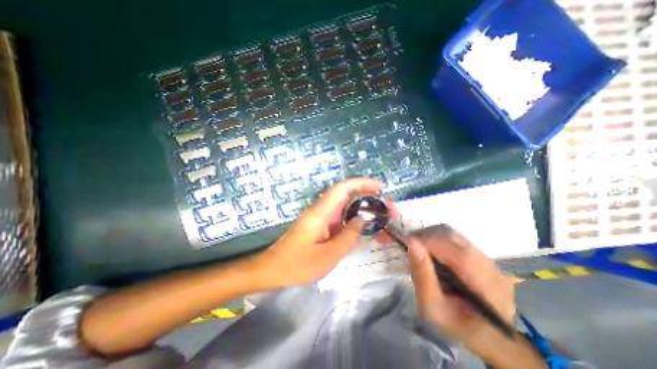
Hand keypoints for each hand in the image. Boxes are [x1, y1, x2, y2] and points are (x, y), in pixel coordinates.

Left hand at [254, 179, 383, 287]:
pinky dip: (355, 220)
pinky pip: (341, 218)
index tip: (380, 187)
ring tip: (382, 218)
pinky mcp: (321, 225)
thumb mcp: (328, 255)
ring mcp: (321, 217)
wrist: (273, 270)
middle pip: (347, 195)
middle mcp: (321, 210)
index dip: (362, 183)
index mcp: (321, 212)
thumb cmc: (298, 265)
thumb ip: (348, 236)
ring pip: (345, 206)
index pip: (343, 188)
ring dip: (363, 209)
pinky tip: (365, 228)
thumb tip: (361, 220)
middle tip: (387, 208)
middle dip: (368, 197)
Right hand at [409, 225, 515, 348]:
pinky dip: (438, 240)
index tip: (406, 242)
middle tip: (409, 245)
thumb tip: (411, 243)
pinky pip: (456, 239)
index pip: (456, 252)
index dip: (428, 242)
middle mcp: (492, 268)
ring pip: (454, 235)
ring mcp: (489, 260)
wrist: (484, 334)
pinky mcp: (482, 256)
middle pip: (454, 238)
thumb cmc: (456, 325)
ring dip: (431, 236)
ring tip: (418, 247)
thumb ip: (422, 275)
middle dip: (426, 237)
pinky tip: (430, 251)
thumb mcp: (433, 307)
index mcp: (486, 288)